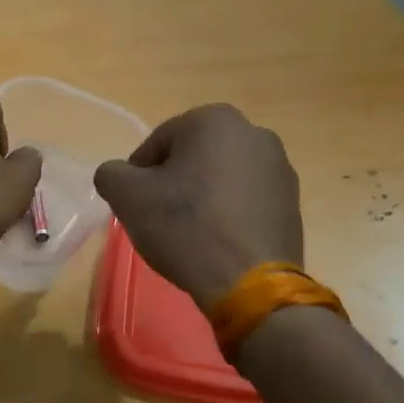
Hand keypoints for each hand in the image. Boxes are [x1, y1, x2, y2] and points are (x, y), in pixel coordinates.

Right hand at [93, 104, 303, 307]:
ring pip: (219, 179)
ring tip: (190, 235)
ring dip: (200, 199)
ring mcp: (279, 168)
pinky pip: (245, 201)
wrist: (249, 282)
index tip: (137, 207)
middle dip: (173, 185)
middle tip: (160, 220)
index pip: (156, 145)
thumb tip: (119, 175)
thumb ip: (111, 174)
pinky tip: (217, 243)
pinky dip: (227, 215)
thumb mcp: (126, 196)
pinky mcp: (292, 202)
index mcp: (214, 120)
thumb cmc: (185, 227)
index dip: (139, 177)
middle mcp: (253, 133)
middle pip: (191, 158)